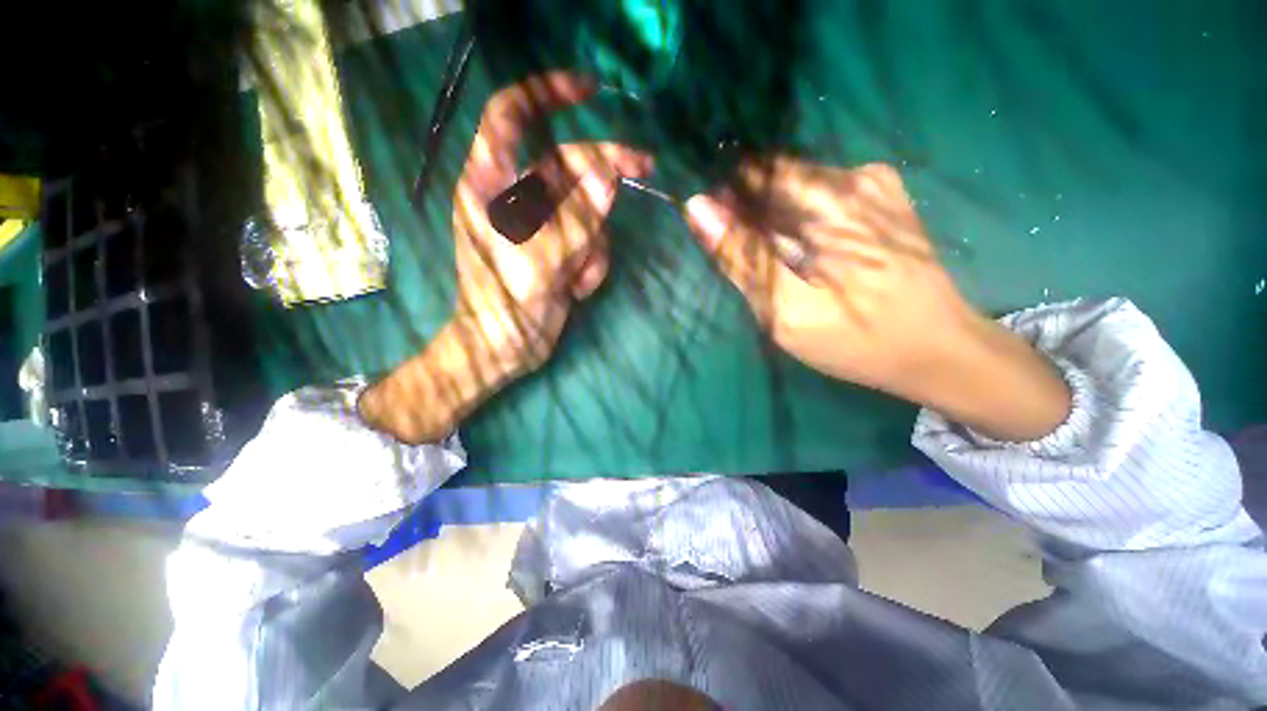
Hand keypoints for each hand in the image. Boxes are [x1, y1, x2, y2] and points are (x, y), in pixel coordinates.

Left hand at [361, 72, 650, 443]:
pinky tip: (574, 290)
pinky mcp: (561, 248)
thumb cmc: (504, 307)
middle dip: (605, 169)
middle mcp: (517, 197)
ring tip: (574, 280)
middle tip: (646, 167)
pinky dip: (591, 264)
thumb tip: (609, 178)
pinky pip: (591, 240)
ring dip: (592, 245)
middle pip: (569, 164)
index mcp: (491, 185)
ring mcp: (543, 225)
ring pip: (587, 209)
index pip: (513, 116)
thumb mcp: (540, 262)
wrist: (505, 350)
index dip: (547, 94)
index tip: (590, 89)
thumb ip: (576, 220)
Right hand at [685, 156, 1069, 440]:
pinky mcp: (882, 195)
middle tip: (754, 265)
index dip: (727, 204)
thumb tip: (697, 209)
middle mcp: (854, 177)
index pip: (754, 177)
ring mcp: (874, 182)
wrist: (937, 348)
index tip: (717, 237)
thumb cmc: (857, 339)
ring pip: (795, 190)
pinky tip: (806, 255)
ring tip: (782, 265)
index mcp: (831, 202)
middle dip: (752, 219)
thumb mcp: (786, 309)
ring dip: (775, 223)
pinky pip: (819, 197)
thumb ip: (741, 257)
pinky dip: (799, 223)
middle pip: (775, 182)